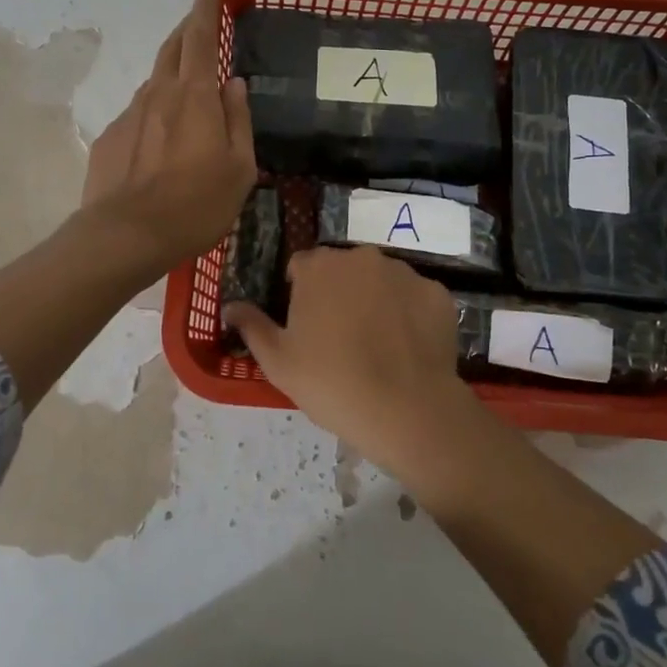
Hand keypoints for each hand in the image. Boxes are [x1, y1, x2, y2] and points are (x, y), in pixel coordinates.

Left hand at [81, 0, 256, 272]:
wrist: (126, 235)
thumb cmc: (196, 204)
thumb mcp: (240, 168)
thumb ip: (239, 120)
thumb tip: (234, 84)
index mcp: (196, 96)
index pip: (200, 37)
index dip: (205, 10)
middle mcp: (159, 94)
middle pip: (172, 49)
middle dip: (186, 31)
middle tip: (199, 27)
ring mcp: (129, 114)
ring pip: (154, 82)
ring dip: (171, 76)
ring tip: (186, 94)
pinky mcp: (109, 138)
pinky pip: (138, 114)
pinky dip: (153, 114)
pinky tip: (160, 143)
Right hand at [225, 246, 472, 479]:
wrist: (407, 410)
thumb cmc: (331, 383)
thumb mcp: (277, 361)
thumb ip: (251, 326)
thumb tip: (230, 306)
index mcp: (319, 266)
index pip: (300, 266)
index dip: (299, 294)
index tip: (304, 326)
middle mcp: (361, 257)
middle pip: (342, 269)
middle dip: (338, 292)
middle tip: (338, 337)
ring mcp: (403, 272)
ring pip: (380, 280)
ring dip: (374, 299)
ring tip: (376, 345)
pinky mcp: (437, 293)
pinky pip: (414, 297)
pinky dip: (408, 314)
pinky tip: (406, 348)